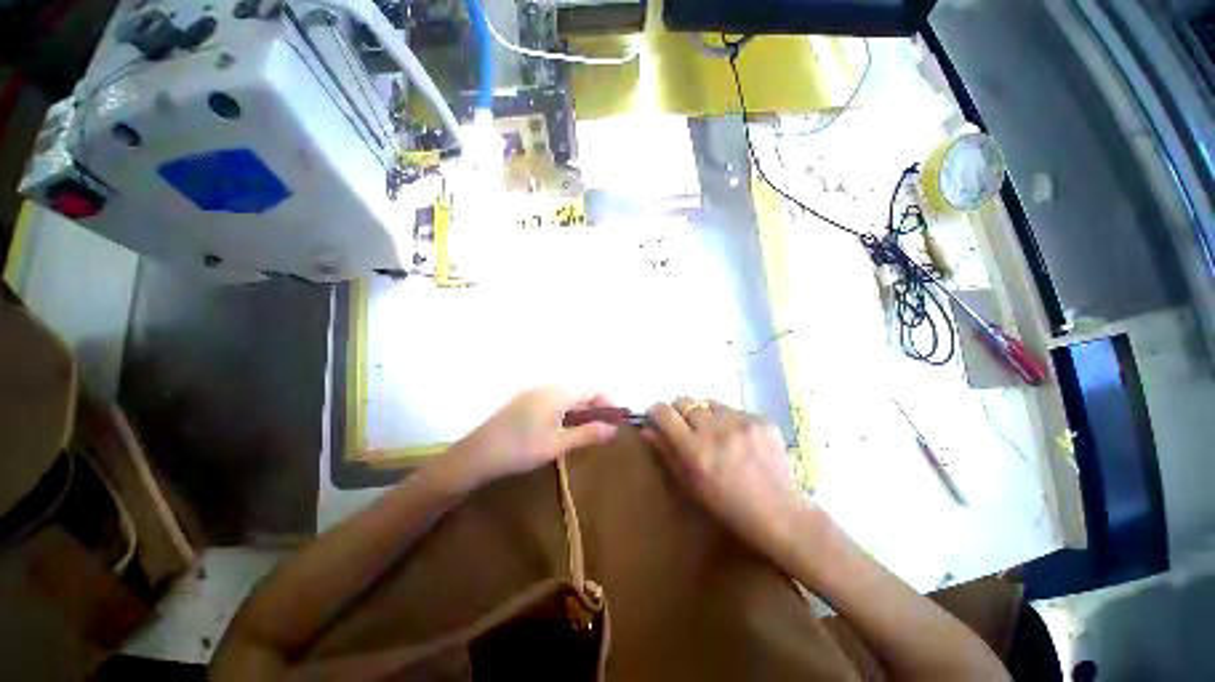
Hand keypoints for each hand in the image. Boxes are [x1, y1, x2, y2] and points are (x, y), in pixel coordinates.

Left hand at [440, 387, 618, 491]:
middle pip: (579, 391)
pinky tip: (559, 428)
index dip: (607, 404)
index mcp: (558, 393)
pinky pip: (551, 400)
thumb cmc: (521, 449)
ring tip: (581, 431)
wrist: (477, 454)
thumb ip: (587, 434)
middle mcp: (547, 386)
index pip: (592, 391)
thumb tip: (613, 429)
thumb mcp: (558, 444)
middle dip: (593, 408)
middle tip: (599, 430)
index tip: (615, 422)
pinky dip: (563, 410)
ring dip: (578, 410)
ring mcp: (533, 392)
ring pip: (565, 396)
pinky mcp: (523, 400)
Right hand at [642, 398, 807, 562]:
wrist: (779, 513)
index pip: (665, 412)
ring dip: (707, 415)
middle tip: (687, 428)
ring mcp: (741, 422)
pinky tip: (740, 440)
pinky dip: (730, 421)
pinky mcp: (761, 420)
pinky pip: (735, 410)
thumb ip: (667, 452)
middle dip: (680, 411)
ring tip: (716, 434)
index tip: (657, 417)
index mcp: (695, 449)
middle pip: (685, 401)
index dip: (656, 411)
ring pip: (710, 403)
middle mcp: (716, 430)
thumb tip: (646, 429)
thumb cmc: (727, 506)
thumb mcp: (690, 484)